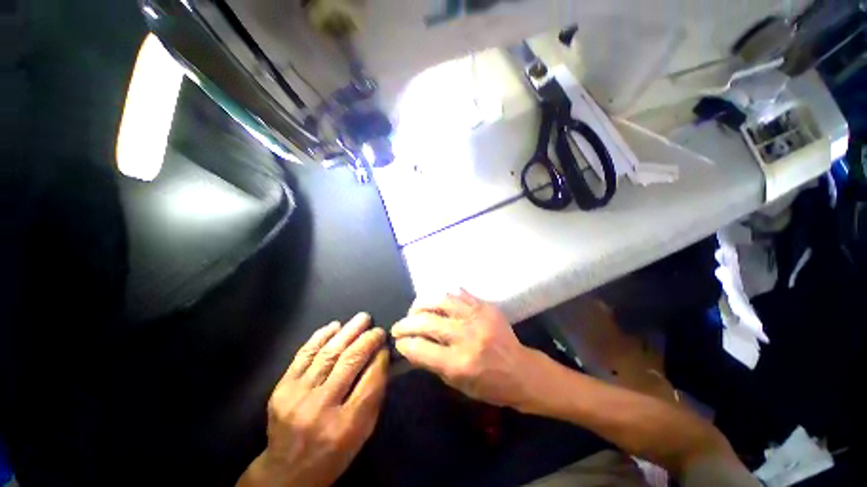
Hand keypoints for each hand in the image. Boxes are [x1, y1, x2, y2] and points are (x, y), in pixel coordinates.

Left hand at [237, 313, 388, 486]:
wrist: (286, 472)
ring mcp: (297, 396)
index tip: (386, 346)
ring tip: (362, 318)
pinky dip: (321, 337)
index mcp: (346, 424)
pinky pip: (304, 354)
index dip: (381, 358)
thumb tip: (382, 359)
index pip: (371, 379)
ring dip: (348, 331)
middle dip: (368, 340)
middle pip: (350, 361)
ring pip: (329, 353)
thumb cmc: (333, 453)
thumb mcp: (362, 433)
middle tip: (377, 329)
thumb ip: (374, 396)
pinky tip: (335, 326)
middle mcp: (321, 407)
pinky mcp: (282, 388)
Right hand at [391, 290, 542, 409]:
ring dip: (422, 304)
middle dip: (406, 323)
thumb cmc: (489, 385)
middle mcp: (467, 336)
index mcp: (459, 363)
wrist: (522, 371)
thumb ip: (432, 364)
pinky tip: (437, 302)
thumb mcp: (458, 384)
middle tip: (399, 326)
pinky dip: (444, 297)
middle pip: (427, 322)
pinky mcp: (486, 307)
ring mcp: (478, 317)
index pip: (421, 349)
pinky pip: (459, 295)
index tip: (398, 342)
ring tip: (415, 310)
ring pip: (441, 301)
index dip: (404, 344)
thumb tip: (411, 346)